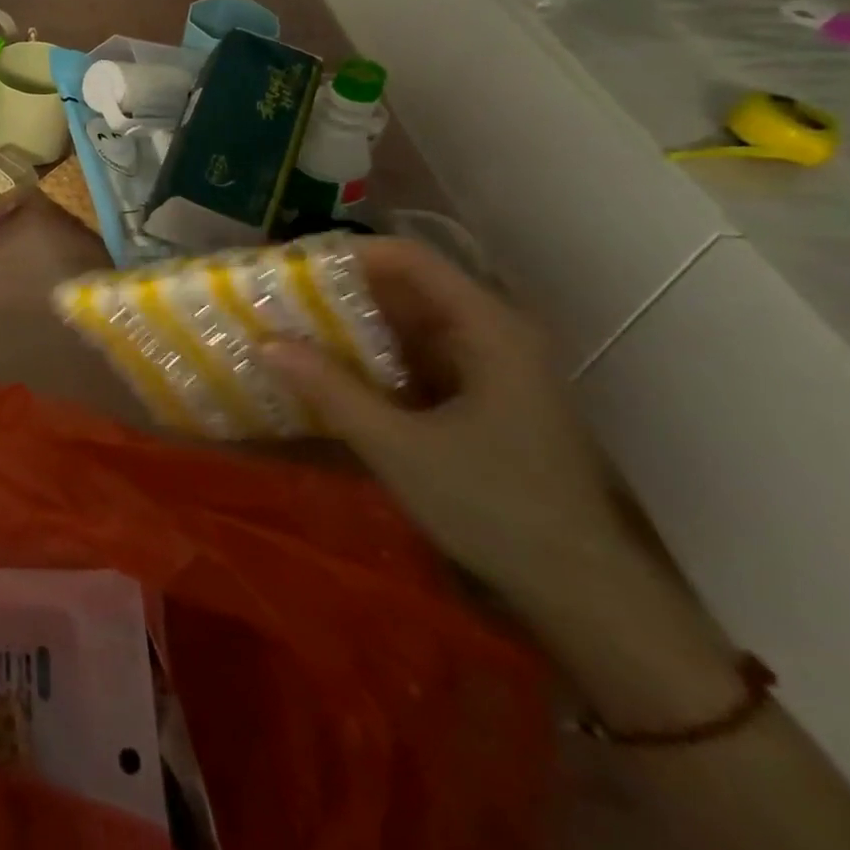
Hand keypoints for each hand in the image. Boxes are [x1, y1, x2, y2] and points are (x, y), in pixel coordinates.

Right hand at [261, 238, 630, 607]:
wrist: (585, 596)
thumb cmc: (497, 508)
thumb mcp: (400, 448)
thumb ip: (331, 390)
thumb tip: (264, 341)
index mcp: (488, 330)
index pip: (410, 259)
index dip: (347, 254)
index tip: (290, 267)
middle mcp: (492, 335)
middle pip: (406, 288)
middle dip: (339, 291)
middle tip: (278, 299)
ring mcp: (488, 369)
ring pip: (407, 325)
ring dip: (351, 326)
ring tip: (290, 330)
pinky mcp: (479, 399)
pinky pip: (414, 358)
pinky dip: (371, 359)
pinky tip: (330, 373)